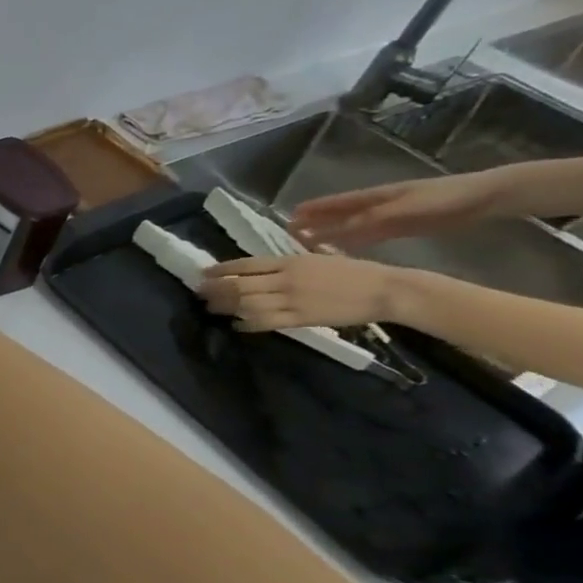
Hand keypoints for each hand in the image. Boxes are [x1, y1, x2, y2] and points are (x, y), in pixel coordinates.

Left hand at [199, 253, 405, 331]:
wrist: (383, 289)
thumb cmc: (352, 271)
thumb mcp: (315, 258)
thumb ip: (286, 264)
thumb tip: (258, 268)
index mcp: (289, 261)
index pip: (245, 264)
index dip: (220, 269)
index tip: (203, 273)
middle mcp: (286, 279)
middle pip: (239, 285)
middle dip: (215, 289)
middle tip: (199, 293)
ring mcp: (292, 300)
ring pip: (248, 304)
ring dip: (225, 307)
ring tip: (210, 308)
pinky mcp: (302, 319)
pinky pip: (267, 322)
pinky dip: (247, 324)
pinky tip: (236, 325)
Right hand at [290, 170, 507, 248]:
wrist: (485, 198)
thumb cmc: (445, 197)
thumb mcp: (408, 207)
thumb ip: (374, 218)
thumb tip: (339, 228)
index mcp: (375, 197)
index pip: (336, 203)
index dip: (314, 209)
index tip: (290, 217)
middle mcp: (376, 206)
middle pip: (339, 215)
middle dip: (316, 222)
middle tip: (291, 232)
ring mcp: (389, 217)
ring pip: (351, 226)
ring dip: (331, 233)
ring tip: (308, 243)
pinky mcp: (402, 228)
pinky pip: (369, 236)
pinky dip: (353, 241)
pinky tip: (343, 250)